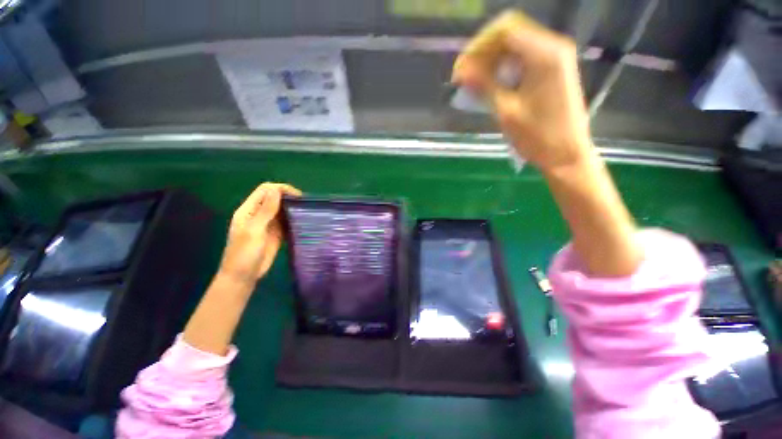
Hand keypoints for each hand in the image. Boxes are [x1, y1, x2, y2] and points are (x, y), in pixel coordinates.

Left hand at [218, 183, 301, 283]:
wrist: (243, 276)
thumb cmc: (244, 253)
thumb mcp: (255, 230)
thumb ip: (266, 210)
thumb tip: (276, 190)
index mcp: (249, 210)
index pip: (265, 191)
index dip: (281, 189)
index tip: (298, 196)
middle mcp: (259, 214)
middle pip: (275, 198)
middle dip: (289, 198)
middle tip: (305, 204)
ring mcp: (268, 224)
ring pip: (282, 209)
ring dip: (292, 208)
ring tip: (306, 211)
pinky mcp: (276, 233)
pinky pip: (286, 221)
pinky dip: (294, 219)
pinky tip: (302, 221)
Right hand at [452, 10, 591, 171]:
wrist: (566, 154)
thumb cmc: (538, 136)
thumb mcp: (506, 111)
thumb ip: (484, 86)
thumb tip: (461, 72)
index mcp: (544, 54)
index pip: (504, 31)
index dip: (478, 47)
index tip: (461, 71)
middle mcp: (553, 47)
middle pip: (510, 34)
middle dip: (483, 53)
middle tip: (465, 78)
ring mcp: (555, 57)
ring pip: (515, 45)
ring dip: (492, 61)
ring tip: (474, 83)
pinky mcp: (554, 69)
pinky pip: (523, 58)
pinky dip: (504, 68)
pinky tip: (492, 84)